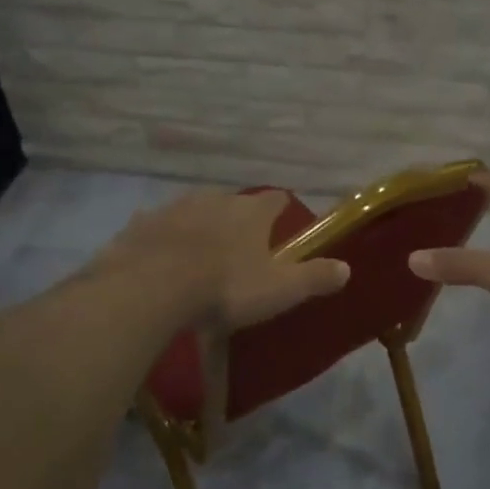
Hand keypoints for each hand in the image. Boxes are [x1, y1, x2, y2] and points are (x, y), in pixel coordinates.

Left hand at [93, 189, 348, 329]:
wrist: (151, 287)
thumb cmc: (225, 287)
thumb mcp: (280, 289)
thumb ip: (314, 277)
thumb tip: (347, 268)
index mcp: (251, 211)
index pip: (276, 200)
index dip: (281, 211)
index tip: (282, 226)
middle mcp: (214, 199)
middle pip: (233, 203)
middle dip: (238, 220)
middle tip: (240, 250)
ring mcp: (174, 208)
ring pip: (194, 211)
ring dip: (200, 227)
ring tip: (200, 257)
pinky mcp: (141, 225)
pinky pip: (158, 228)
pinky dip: (164, 240)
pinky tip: (161, 261)